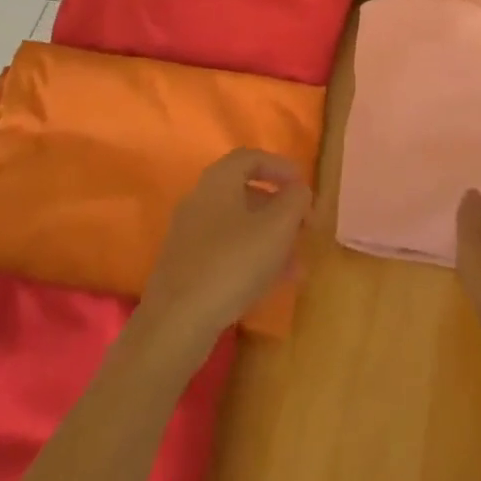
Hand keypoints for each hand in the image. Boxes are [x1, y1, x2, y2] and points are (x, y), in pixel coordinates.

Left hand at [138, 149, 311, 355]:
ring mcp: (189, 235)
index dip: (281, 167)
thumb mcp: (277, 226)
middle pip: (245, 193)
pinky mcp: (185, 268)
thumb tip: (298, 191)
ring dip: (269, 239)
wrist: (176, 323)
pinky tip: (271, 284)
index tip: (303, 186)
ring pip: (238, 226)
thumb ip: (295, 201)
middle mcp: (200, 200)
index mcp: (219, 180)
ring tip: (296, 265)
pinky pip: (226, 251)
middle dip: (279, 209)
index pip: (252, 157)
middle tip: (303, 228)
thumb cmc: (233, 262)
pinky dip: (251, 259)